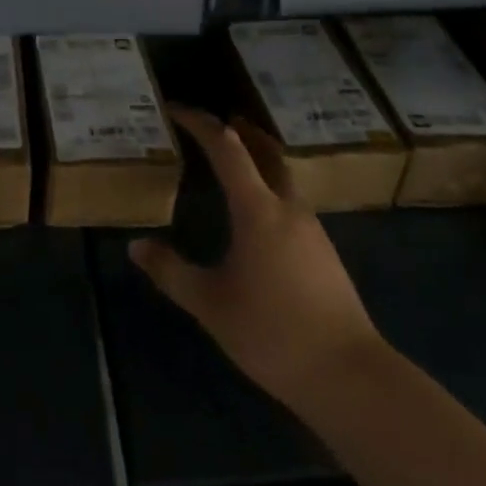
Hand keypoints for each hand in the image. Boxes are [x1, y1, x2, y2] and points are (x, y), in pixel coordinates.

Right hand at [130, 107, 381, 419]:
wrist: (349, 375)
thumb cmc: (272, 332)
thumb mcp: (210, 304)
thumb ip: (171, 272)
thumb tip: (136, 246)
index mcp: (258, 209)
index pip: (227, 148)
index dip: (199, 123)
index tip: (175, 109)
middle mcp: (288, 207)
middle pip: (266, 151)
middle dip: (240, 131)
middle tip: (214, 124)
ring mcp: (312, 229)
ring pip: (283, 176)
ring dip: (258, 159)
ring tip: (231, 165)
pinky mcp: (324, 252)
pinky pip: (291, 202)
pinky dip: (269, 188)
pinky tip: (256, 217)